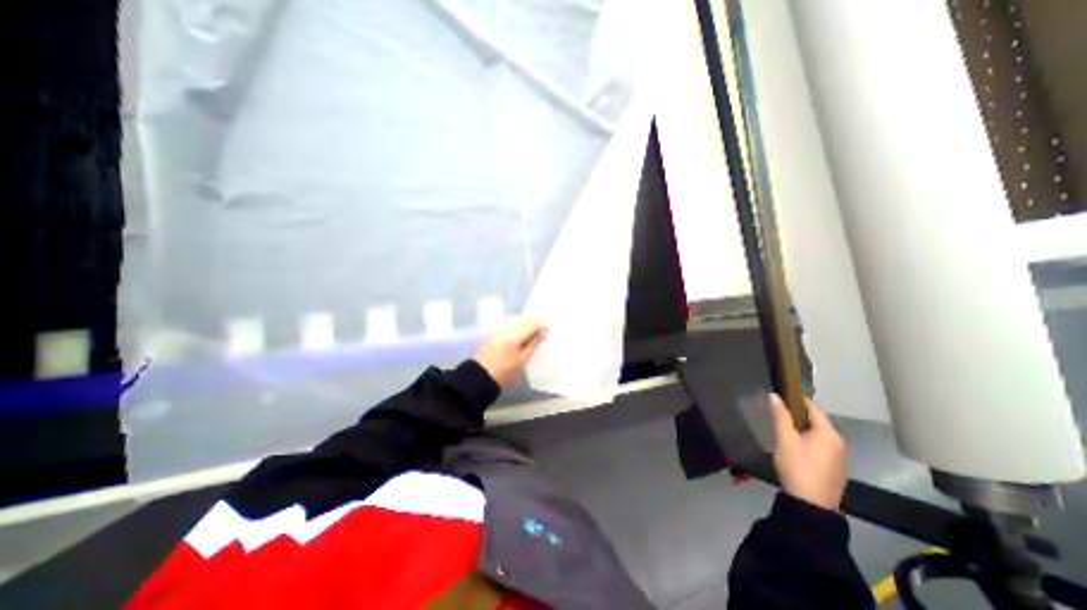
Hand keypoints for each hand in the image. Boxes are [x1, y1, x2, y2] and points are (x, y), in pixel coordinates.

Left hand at [472, 319, 547, 384]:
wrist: (482, 375)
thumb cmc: (506, 369)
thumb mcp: (523, 358)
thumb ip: (534, 343)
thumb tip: (543, 332)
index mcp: (516, 333)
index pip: (532, 324)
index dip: (541, 327)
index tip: (546, 334)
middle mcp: (507, 327)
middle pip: (524, 320)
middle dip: (533, 325)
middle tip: (539, 336)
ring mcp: (500, 328)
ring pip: (516, 320)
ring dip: (524, 325)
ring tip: (529, 336)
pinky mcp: (495, 331)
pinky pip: (509, 323)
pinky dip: (516, 327)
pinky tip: (518, 336)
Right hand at [773, 394, 848, 511]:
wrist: (811, 504)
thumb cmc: (798, 466)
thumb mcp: (785, 438)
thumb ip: (780, 416)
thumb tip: (774, 395)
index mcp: (828, 433)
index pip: (813, 407)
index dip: (796, 398)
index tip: (780, 392)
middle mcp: (837, 442)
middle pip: (816, 420)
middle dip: (797, 413)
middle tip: (777, 411)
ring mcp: (837, 457)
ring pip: (817, 434)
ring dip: (801, 427)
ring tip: (781, 426)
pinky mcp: (833, 468)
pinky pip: (819, 445)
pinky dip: (806, 439)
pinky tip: (792, 445)